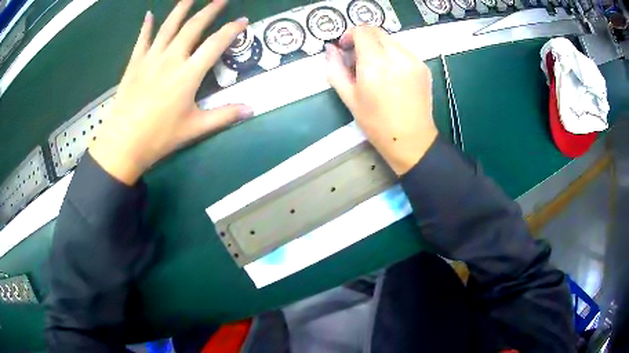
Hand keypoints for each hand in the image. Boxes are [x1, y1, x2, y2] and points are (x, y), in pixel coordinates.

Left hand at [89, 0, 251, 184]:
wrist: (124, 143)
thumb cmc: (160, 137)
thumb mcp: (195, 128)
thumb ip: (224, 115)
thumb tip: (251, 108)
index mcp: (189, 73)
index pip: (216, 43)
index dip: (231, 29)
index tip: (242, 20)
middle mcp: (172, 58)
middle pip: (193, 26)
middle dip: (210, 10)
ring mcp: (151, 58)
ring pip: (168, 26)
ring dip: (181, 8)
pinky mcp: (135, 63)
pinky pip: (142, 39)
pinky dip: (146, 25)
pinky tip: (149, 14)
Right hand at [326, 26, 437, 175]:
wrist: (412, 139)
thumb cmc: (376, 123)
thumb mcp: (349, 98)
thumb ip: (335, 69)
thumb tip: (330, 49)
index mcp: (375, 64)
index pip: (362, 30)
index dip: (350, 34)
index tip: (346, 48)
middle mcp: (396, 56)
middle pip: (377, 31)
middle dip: (364, 39)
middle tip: (358, 58)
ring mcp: (413, 60)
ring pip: (391, 40)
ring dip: (378, 47)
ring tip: (376, 69)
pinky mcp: (423, 66)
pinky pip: (403, 51)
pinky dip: (393, 55)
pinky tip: (392, 75)